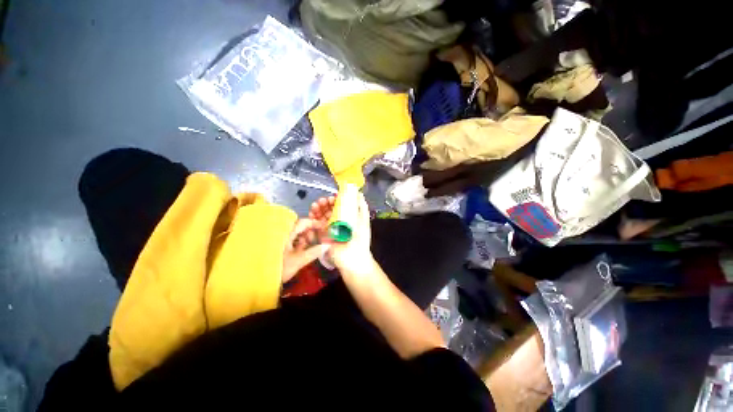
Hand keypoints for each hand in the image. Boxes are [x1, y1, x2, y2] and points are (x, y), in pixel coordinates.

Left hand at [282, 218, 330, 283]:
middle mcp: (283, 234)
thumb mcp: (299, 260)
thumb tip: (328, 245)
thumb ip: (314, 252)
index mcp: (286, 234)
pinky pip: (292, 240)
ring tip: (311, 245)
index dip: (314, 223)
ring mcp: (280, 240)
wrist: (259, 280)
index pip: (302, 222)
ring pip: (296, 234)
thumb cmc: (279, 268)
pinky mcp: (280, 247)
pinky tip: (303, 249)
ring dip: (305, 238)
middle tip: (317, 239)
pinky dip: (299, 243)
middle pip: (299, 227)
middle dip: (310, 232)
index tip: (323, 227)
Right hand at [309, 193, 372, 275]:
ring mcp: (330, 228)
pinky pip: (316, 224)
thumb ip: (361, 207)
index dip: (335, 200)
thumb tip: (359, 193)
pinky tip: (312, 212)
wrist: (353, 259)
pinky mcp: (323, 235)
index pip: (340, 205)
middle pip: (330, 209)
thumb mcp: (363, 221)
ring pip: (322, 215)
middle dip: (325, 203)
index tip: (332, 196)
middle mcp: (339, 221)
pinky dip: (313, 217)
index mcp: (348, 217)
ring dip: (318, 208)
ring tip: (316, 205)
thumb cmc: (360, 238)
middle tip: (322, 201)